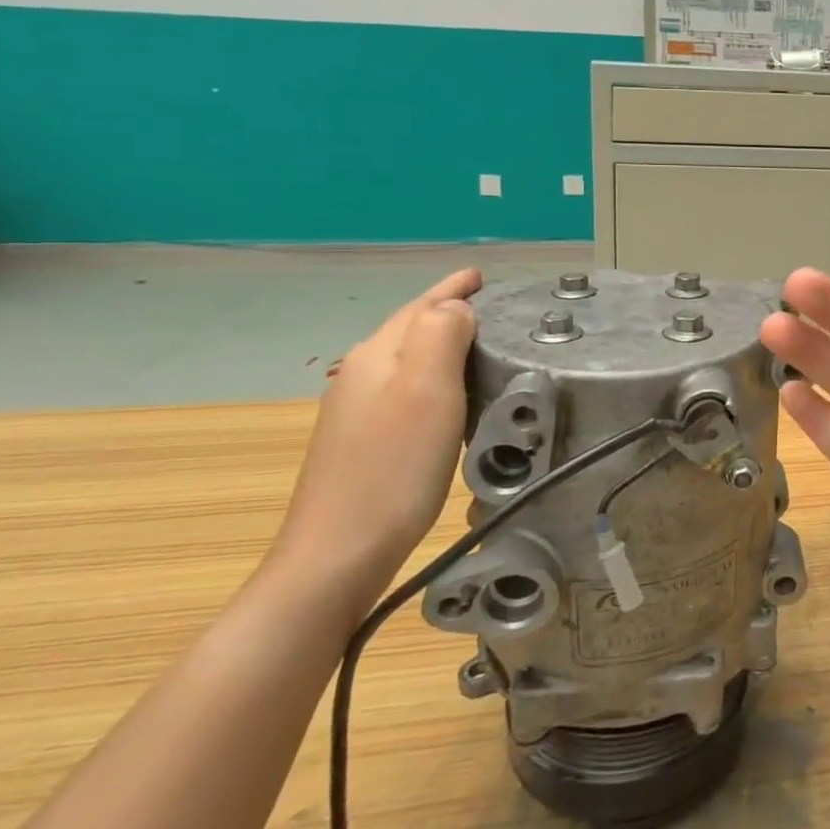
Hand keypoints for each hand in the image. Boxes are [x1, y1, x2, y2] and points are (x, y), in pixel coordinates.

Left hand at [271, 269, 480, 608]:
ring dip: (439, 344)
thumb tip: (457, 309)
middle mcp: (361, 375)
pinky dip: (432, 378)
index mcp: (378, 355)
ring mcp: (356, 411)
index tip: (480, 275)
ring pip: (405, 359)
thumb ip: (442, 335)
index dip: (452, 288)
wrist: (338, 553)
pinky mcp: (361, 443)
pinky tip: (448, 397)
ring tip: (478, 344)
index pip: (421, 306)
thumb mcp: (428, 390)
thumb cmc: (394, 467)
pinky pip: (404, 390)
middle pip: (409, 329)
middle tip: (490, 306)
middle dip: (446, 311)